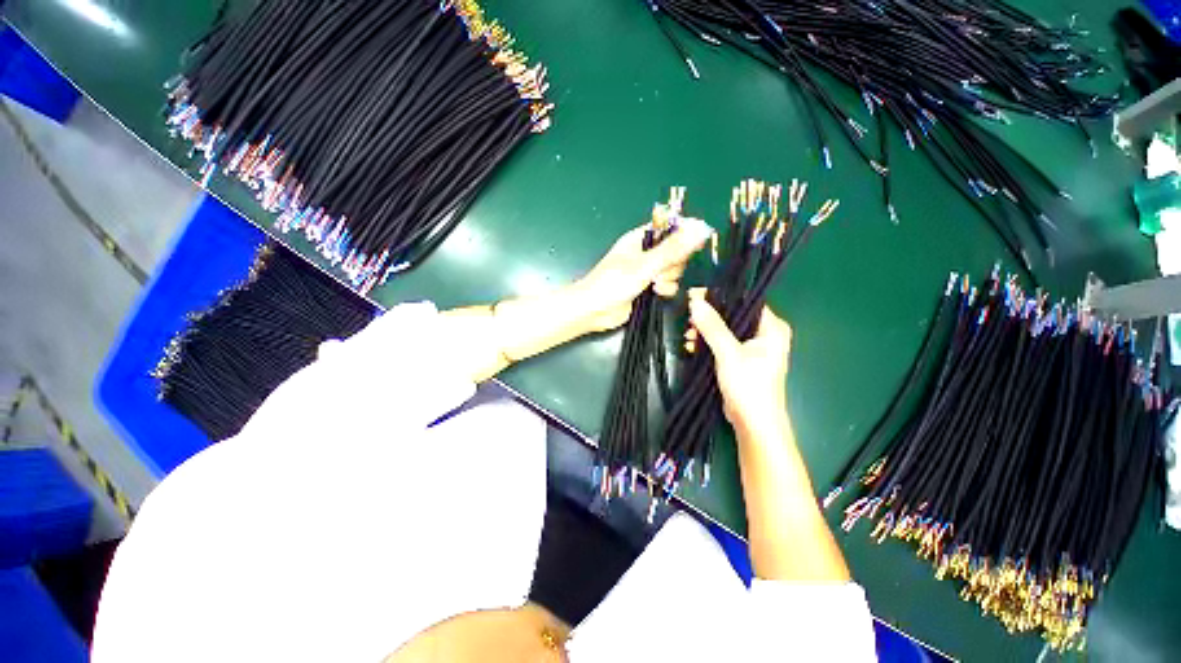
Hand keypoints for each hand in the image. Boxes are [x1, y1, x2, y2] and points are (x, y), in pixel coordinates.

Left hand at [572, 216, 712, 332]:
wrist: (593, 311)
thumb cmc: (612, 283)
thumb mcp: (645, 265)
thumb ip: (673, 249)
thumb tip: (700, 227)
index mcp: (641, 238)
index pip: (670, 227)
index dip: (684, 234)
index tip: (694, 245)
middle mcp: (646, 252)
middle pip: (676, 251)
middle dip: (674, 264)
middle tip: (661, 272)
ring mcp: (647, 271)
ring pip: (674, 270)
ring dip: (669, 279)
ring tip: (655, 286)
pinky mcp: (648, 288)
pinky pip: (668, 285)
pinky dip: (665, 290)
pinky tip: (656, 294)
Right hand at [686, 289, 792, 438]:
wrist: (753, 423)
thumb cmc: (749, 386)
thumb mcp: (728, 353)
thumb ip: (712, 327)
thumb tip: (695, 302)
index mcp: (772, 328)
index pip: (745, 300)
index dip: (719, 296)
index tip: (694, 296)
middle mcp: (765, 334)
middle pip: (732, 315)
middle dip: (708, 317)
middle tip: (689, 318)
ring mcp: (752, 348)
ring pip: (724, 329)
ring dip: (705, 331)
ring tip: (688, 336)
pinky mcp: (740, 359)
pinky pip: (721, 343)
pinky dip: (707, 343)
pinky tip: (692, 346)